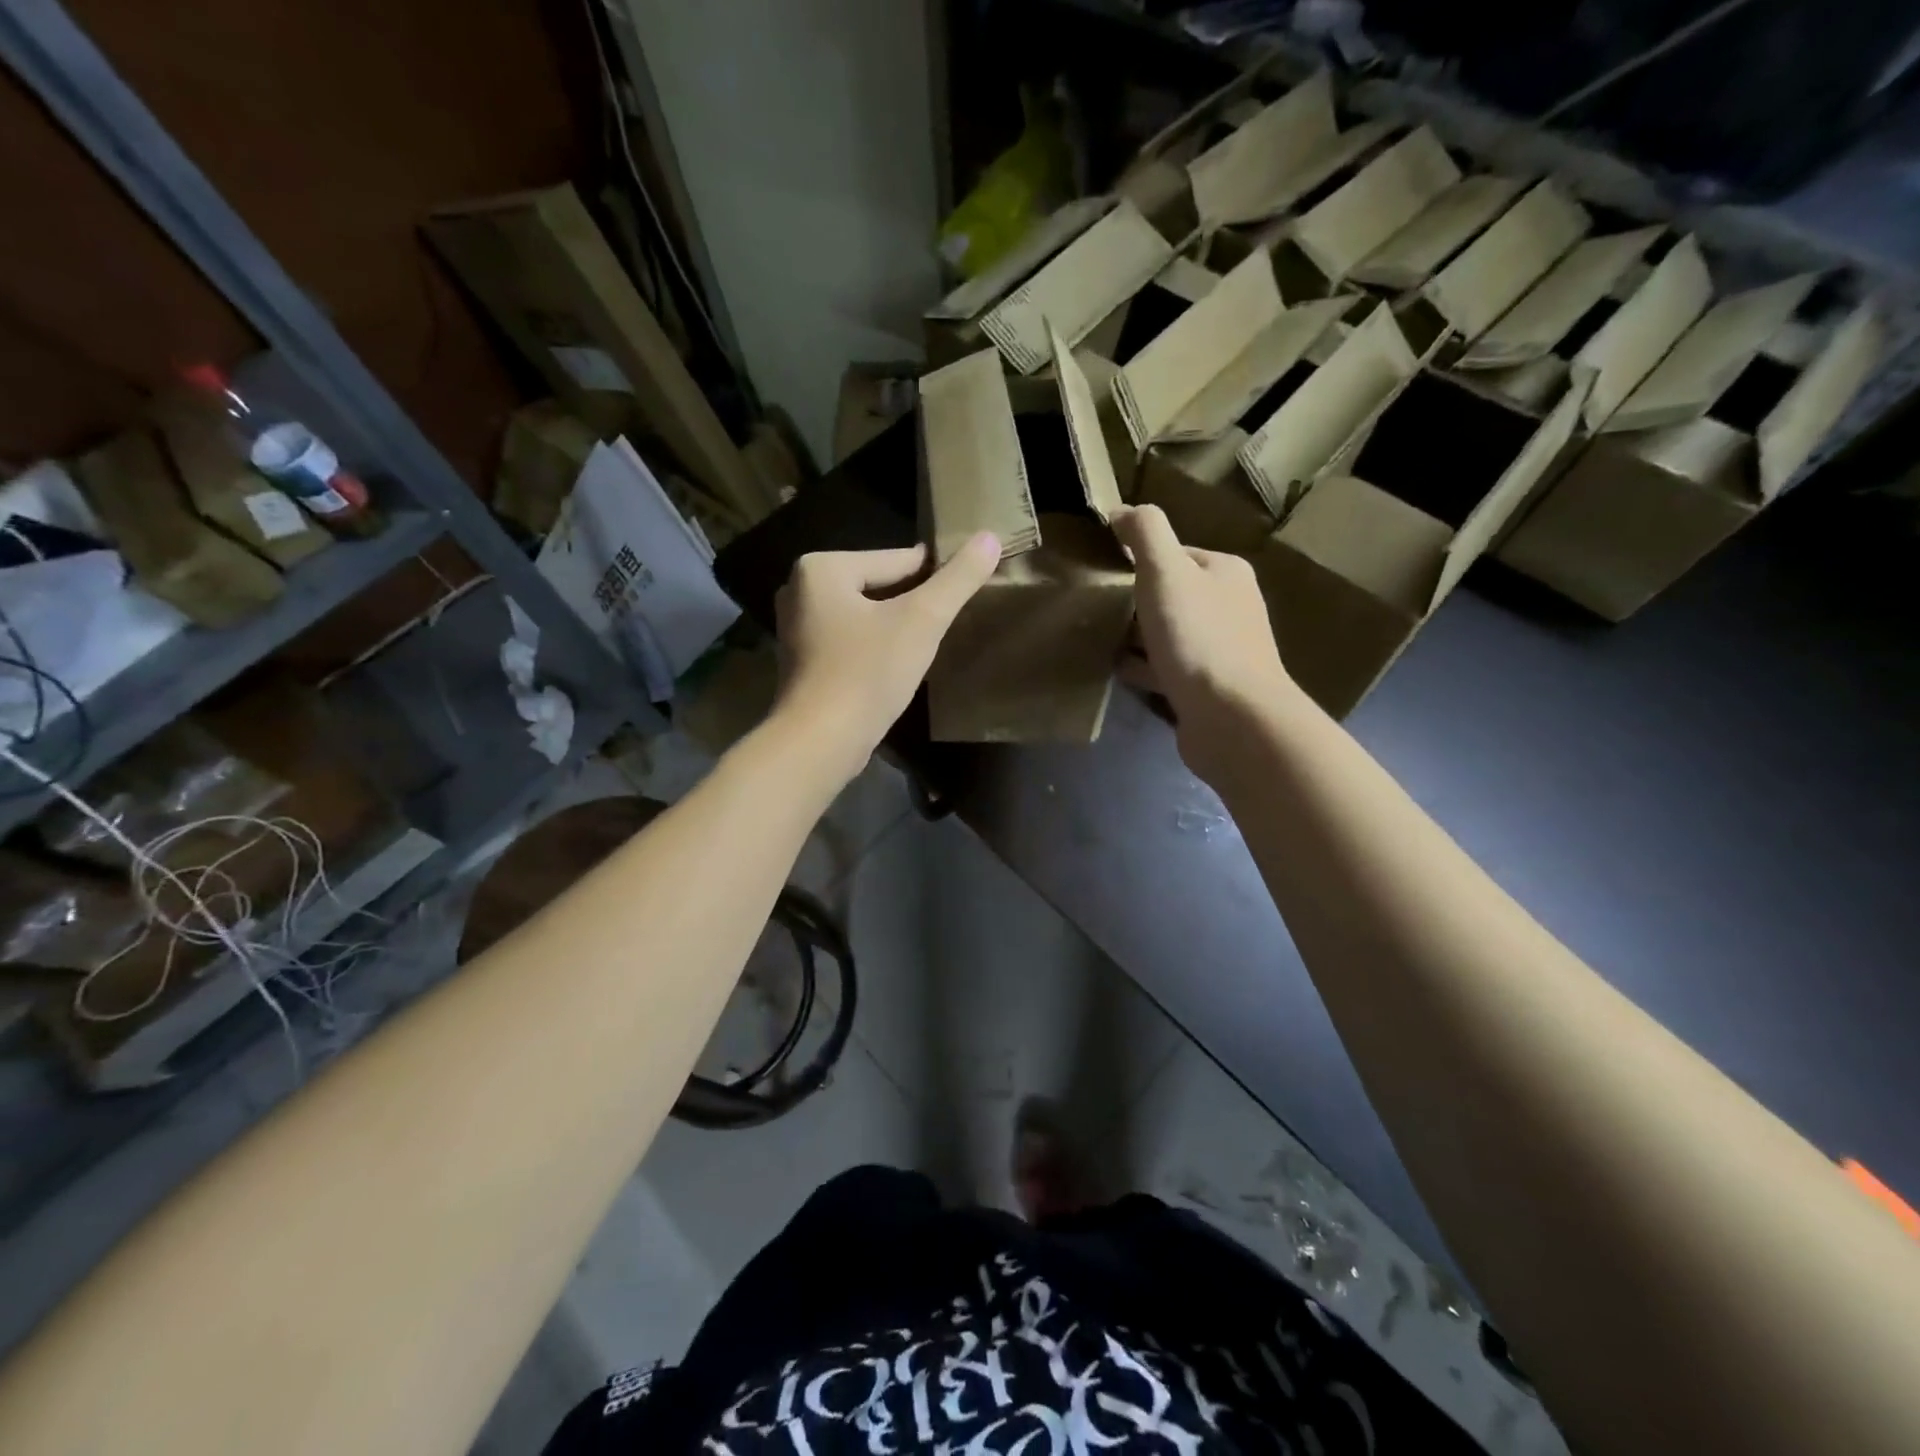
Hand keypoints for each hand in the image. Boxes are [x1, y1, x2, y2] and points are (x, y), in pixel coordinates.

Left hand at [774, 534, 1000, 778]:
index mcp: (822, 568)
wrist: (819, 742)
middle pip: (879, 587)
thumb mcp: (922, 621)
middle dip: (912, 604)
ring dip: (895, 627)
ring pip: (865, 616)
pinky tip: (897, 667)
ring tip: (929, 645)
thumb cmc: (867, 673)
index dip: (936, 576)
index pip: (897, 560)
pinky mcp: (803, 662)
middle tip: (949, 623)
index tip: (966, 588)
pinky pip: (851, 641)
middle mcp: (799, 590)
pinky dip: (874, 648)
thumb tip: (990, 537)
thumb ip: (957, 580)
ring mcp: (797, 629)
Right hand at [1110, 505, 1292, 779]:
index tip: (1103, 573)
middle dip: (1135, 600)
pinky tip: (1116, 669)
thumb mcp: (1165, 572)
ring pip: (1168, 633)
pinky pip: (1166, 668)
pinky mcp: (1207, 688)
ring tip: (1098, 637)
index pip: (1175, 553)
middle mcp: (1229, 607)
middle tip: (1095, 608)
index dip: (1138, 560)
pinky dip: (1142, 667)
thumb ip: (1144, 533)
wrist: (1231, 719)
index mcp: (1225, 572)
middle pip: (1170, 594)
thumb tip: (1121, 510)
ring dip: (1136, 636)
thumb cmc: (1198, 638)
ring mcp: (1220, 651)